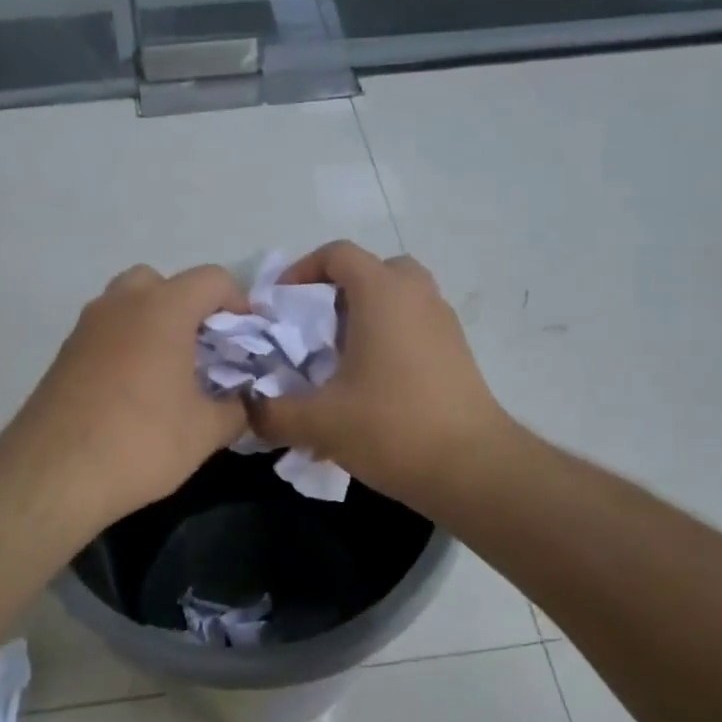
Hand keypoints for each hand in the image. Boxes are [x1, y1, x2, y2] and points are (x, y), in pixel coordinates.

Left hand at [1, 263, 248, 528]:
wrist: (53, 474)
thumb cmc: (141, 442)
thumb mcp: (206, 432)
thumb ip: (236, 409)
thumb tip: (244, 403)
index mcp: (163, 309)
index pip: (212, 279)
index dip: (238, 302)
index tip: (247, 338)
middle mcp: (122, 304)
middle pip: (163, 282)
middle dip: (189, 306)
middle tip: (203, 348)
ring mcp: (87, 326)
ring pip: (128, 303)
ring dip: (154, 323)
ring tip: (170, 370)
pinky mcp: (65, 353)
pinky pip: (106, 331)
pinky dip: (127, 344)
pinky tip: (135, 390)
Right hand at [247, 241, 509, 502]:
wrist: (472, 468)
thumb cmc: (391, 427)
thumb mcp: (318, 422)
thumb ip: (272, 412)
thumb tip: (248, 410)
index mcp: (382, 294)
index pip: (338, 254)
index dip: (302, 270)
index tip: (281, 306)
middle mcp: (417, 296)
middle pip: (372, 271)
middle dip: (338, 292)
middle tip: (314, 329)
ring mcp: (443, 323)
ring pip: (397, 299)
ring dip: (365, 316)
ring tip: (339, 359)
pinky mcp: (457, 352)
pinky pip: (414, 325)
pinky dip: (389, 337)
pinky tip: (371, 384)